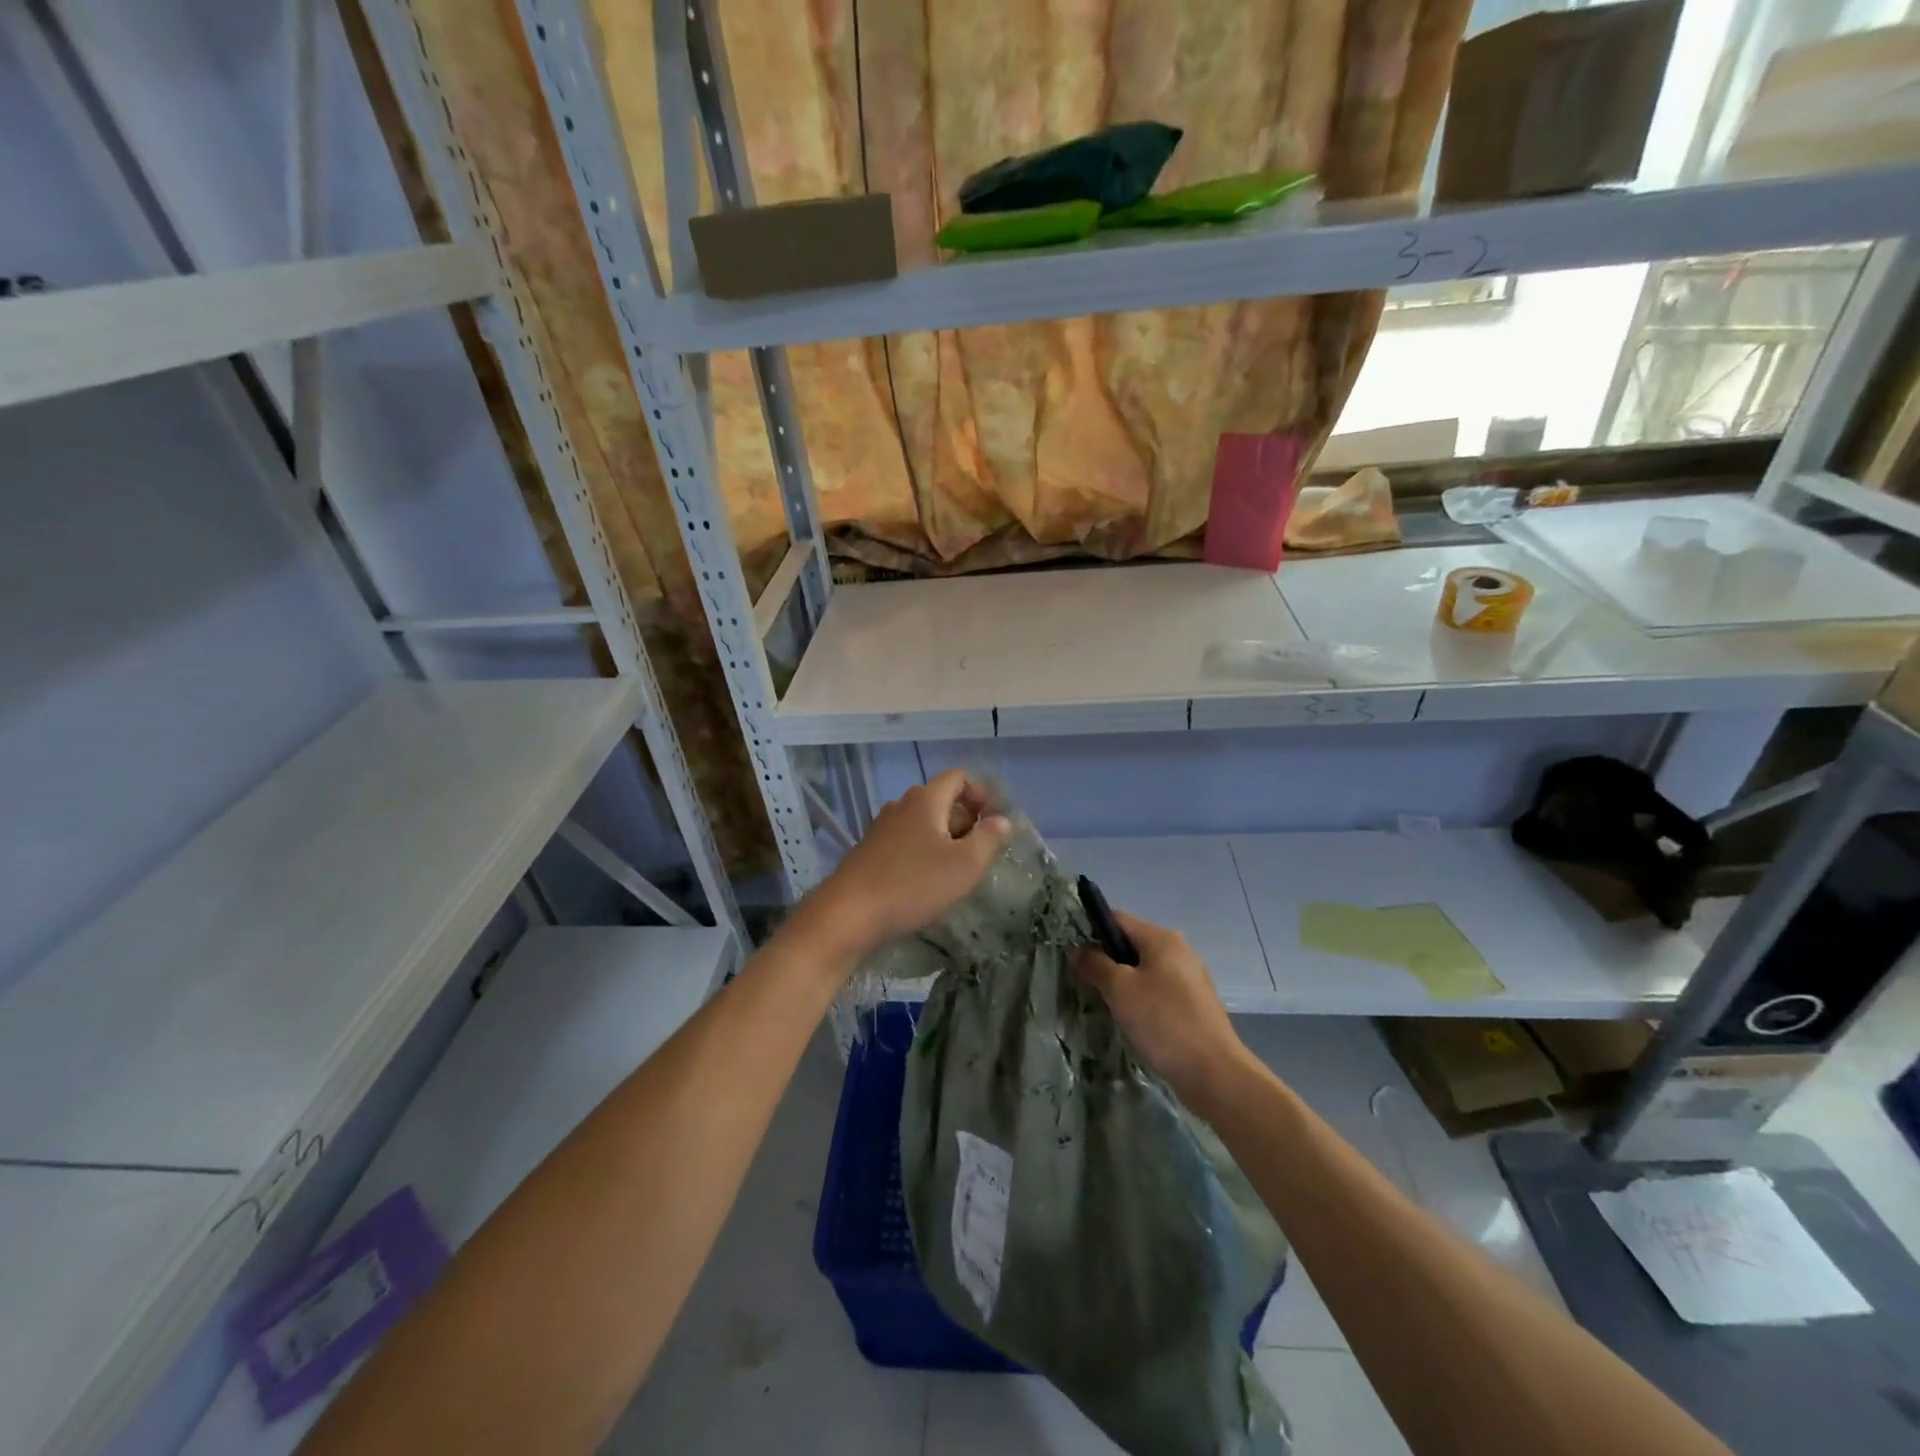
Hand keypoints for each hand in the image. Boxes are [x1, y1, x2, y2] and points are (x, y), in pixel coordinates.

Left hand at [800, 769, 1011, 959]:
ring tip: (955, 875)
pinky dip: (923, 855)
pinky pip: (906, 843)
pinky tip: (926, 886)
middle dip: (966, 823)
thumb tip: (1001, 820)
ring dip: (945, 842)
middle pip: (942, 801)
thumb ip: (988, 839)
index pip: (958, 777)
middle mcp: (902, 806)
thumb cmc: (913, 885)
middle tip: (978, 857)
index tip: (993, 824)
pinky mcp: (870, 851)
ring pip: (924, 825)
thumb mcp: (965, 865)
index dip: (981, 794)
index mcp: (926, 800)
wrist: (848, 914)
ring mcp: (882, 828)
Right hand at [1074, 911, 1248, 1112]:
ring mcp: (1191, 978)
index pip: (1117, 919)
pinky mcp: (1195, 1004)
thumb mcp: (1119, 989)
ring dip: (1124, 985)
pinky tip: (1135, 1023)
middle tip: (1089, 987)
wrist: (1214, 1073)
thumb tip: (1079, 951)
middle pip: (1131, 945)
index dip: (1092, 933)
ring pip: (1145, 970)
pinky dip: (1143, 1000)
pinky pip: (1159, 991)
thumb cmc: (1163, 1022)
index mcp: (1162, 938)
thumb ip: (1095, 964)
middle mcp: (1180, 950)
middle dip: (1108, 963)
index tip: (1076, 960)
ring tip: (1109, 1008)